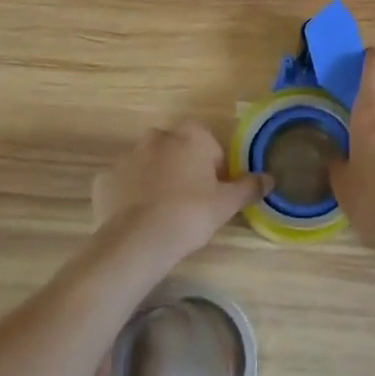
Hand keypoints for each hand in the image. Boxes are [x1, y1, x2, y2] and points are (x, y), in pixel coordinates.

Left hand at [93, 122, 269, 265]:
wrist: (138, 241)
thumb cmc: (190, 215)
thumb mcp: (227, 203)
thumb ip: (249, 187)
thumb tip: (270, 178)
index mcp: (190, 135)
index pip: (209, 147)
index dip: (214, 171)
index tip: (213, 195)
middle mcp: (157, 137)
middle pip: (177, 151)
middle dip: (183, 170)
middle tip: (189, 205)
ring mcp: (126, 156)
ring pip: (148, 165)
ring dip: (155, 180)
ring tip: (162, 215)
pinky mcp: (104, 179)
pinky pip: (123, 184)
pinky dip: (129, 196)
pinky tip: (137, 219)